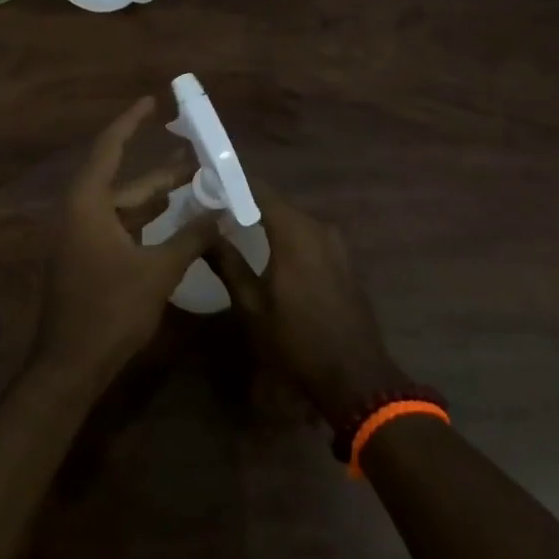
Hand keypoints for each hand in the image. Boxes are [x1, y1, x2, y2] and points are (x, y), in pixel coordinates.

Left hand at [37, 97, 220, 380]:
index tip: (152, 102)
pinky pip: (122, 229)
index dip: (130, 122)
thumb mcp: (158, 270)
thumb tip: (223, 211)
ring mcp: (82, 238)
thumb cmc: (110, 310)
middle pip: (124, 181)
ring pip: (126, 208)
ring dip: (158, 199)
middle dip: (162, 171)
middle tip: (199, 155)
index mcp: (88, 204)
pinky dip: (148, 223)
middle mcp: (81, 213)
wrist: (70, 366)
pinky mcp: (88, 260)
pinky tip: (177, 224)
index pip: (109, 148)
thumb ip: (191, 237)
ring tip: (196, 184)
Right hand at [207, 184, 405, 429]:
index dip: (232, 183)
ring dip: (266, 221)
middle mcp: (318, 227)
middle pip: (276, 203)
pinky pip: (308, 236)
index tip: (206, 182)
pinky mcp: (343, 259)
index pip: (259, 190)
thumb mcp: (252, 305)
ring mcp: (335, 243)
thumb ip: (227, 263)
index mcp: (295, 232)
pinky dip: (285, 236)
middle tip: (212, 208)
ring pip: (292, 220)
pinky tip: (267, 250)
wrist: (355, 376)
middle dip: (245, 202)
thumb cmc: (297, 341)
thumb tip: (203, 232)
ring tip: (233, 227)